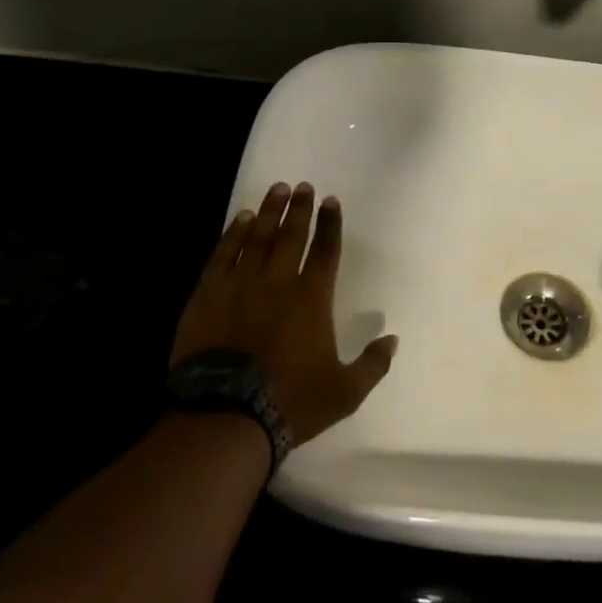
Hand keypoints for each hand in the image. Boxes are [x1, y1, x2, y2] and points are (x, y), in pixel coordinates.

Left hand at [172, 182, 396, 446]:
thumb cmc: (290, 401)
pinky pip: (223, 255)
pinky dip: (234, 234)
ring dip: (270, 211)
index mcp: (312, 299)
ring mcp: (240, 285)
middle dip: (300, 209)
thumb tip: (393, 340)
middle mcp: (278, 282)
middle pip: (292, 235)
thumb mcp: (344, 392)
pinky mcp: (209, 295)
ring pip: (258, 238)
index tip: (331, 201)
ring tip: (277, 189)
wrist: (225, 415)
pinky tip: (242, 219)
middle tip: (304, 186)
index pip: (326, 251)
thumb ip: (372, 365)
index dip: (331, 225)